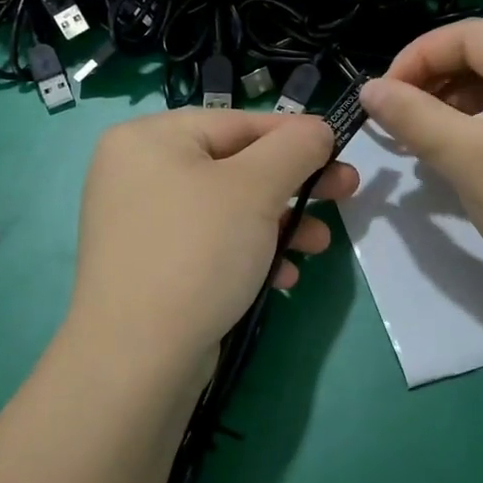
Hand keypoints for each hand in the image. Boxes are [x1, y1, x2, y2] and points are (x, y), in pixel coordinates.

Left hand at [61, 109, 358, 386]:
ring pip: (228, 208)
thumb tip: (317, 130)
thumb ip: (295, 147)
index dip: (296, 136)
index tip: (341, 151)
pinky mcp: (152, 265)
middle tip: (345, 194)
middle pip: (235, 165)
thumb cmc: (197, 253)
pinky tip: (283, 277)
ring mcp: (142, 222)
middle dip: (294, 185)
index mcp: (149, 138)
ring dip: (280, 223)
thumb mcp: (255, 188)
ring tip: (319, 246)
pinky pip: (210, 243)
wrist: (137, 360)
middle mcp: (138, 172)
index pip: (238, 122)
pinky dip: (249, 253)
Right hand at [358, 17, 482, 370]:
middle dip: (434, 75)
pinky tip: (451, 161)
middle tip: (400, 110)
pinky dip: (468, 132)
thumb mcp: (472, 161)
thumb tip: (369, 89)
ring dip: (448, 103)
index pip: (468, 35)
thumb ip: (417, 120)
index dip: (419, 55)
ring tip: (417, 136)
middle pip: (482, 56)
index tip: (383, 95)